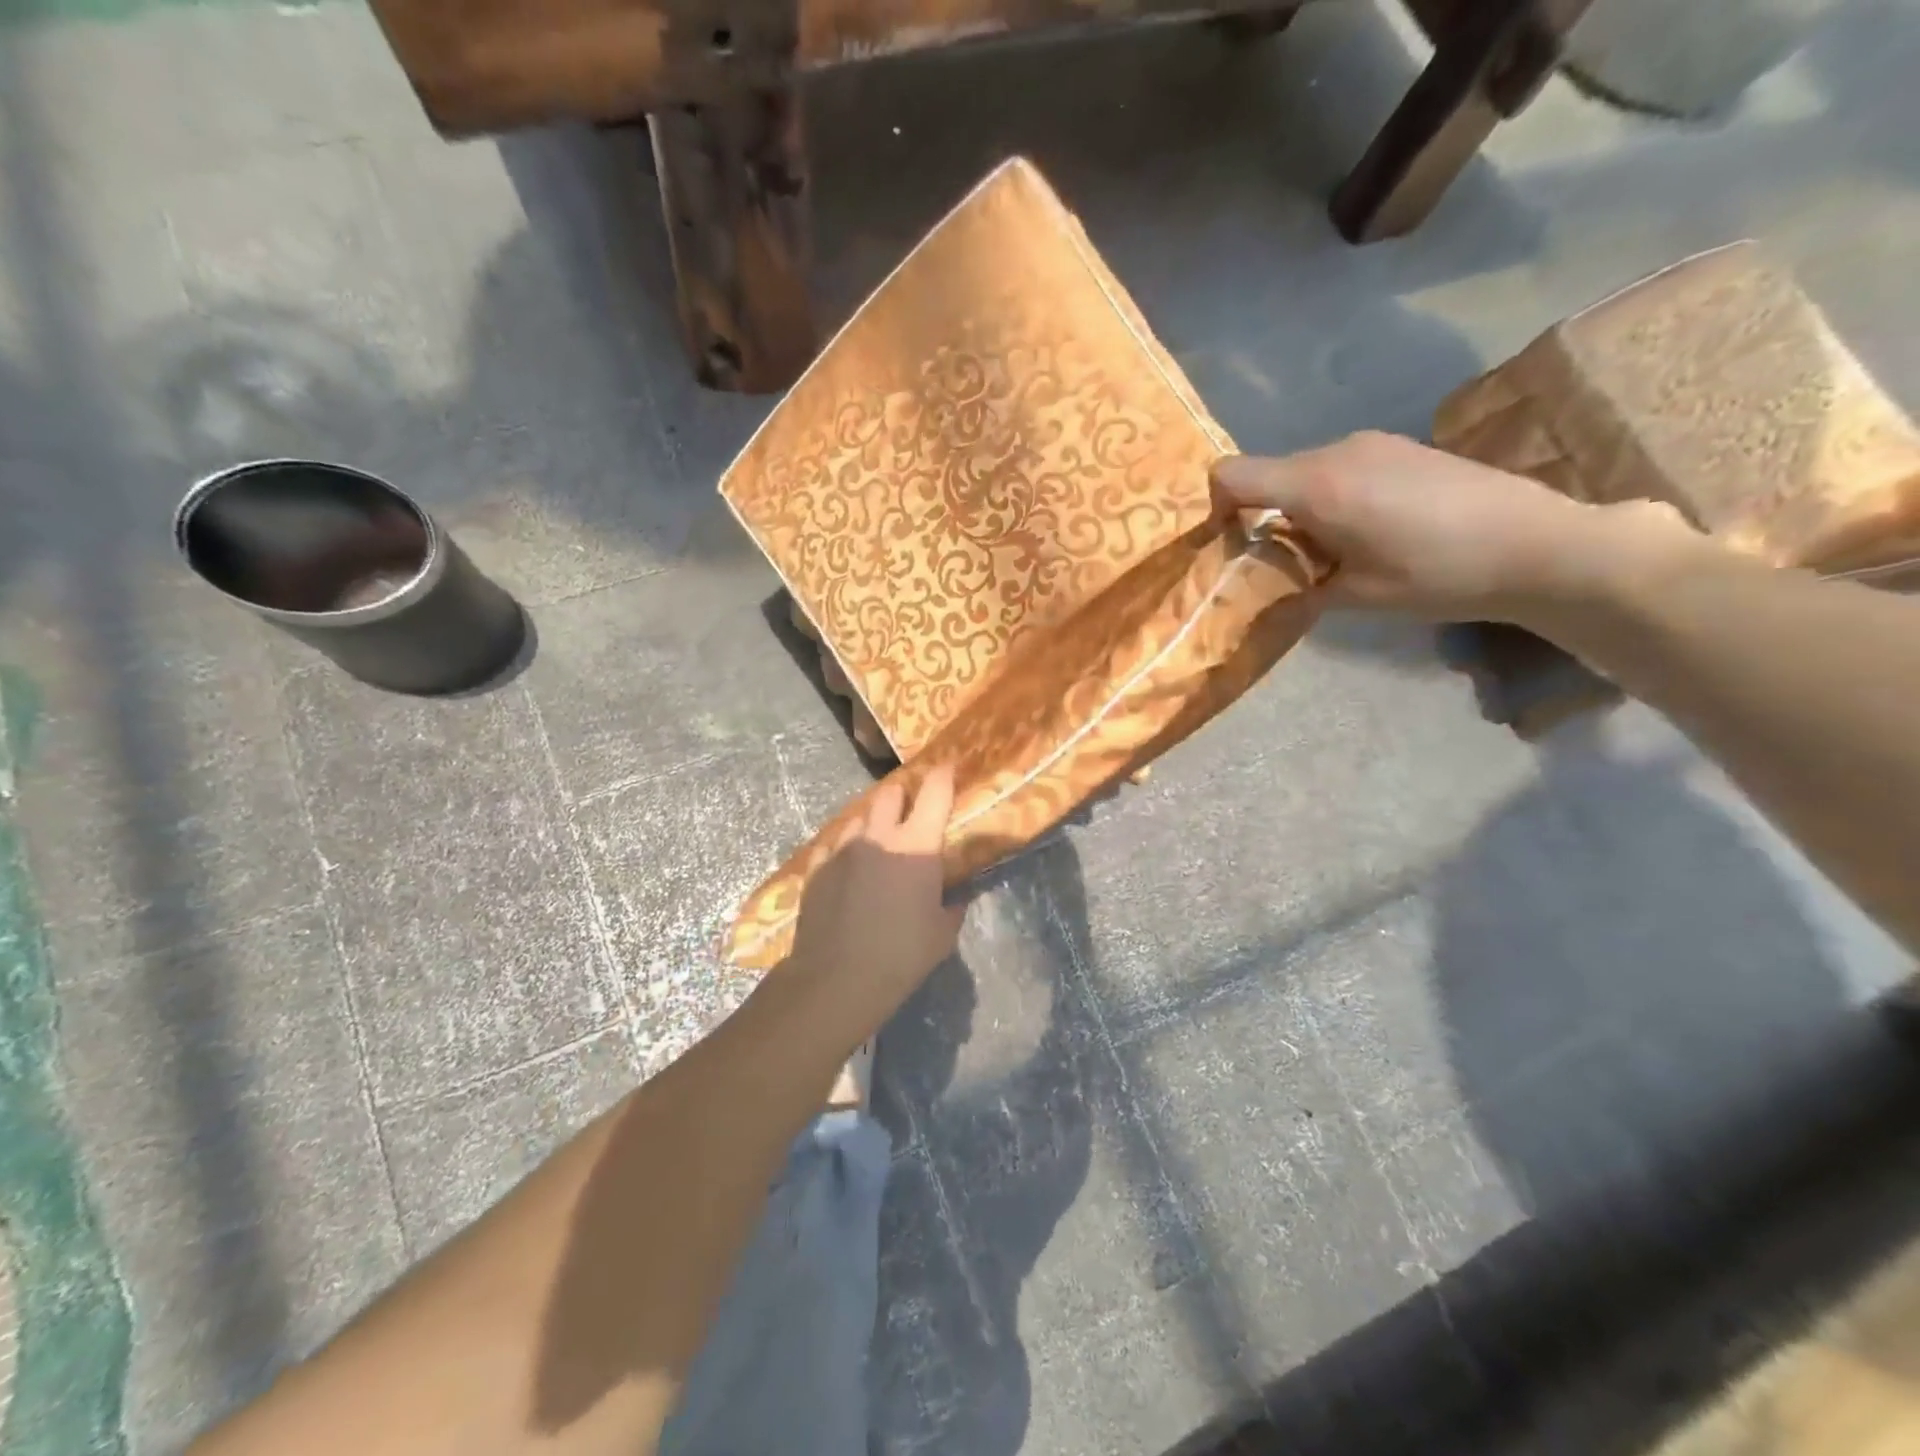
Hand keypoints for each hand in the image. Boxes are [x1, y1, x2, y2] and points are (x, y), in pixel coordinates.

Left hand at [785, 766, 964, 1030]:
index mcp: (917, 845)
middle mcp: (879, 835)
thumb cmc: (901, 955)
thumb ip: (952, 909)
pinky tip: (849, 865)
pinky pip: (835, 843)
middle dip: (903, 795)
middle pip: (890, 794)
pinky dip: (847, 847)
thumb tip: (955, 900)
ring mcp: (843, 848)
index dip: (944, 774)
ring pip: (860, 816)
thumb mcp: (941, 936)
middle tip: (910, 810)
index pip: (935, 792)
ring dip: (874, 821)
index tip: (949, 766)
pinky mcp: (817, 866)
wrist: (837, 978)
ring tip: (879, 840)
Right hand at [1213, 432, 1704, 623]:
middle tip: (1282, 564)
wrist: (1538, 545)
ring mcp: (1371, 444)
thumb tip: (1270, 583)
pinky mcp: (1398, 447)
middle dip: (1261, 517)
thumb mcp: (1355, 596)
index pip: (1233, 475)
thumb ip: (1298, 584)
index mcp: (1318, 486)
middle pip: (1268, 475)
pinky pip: (1337, 468)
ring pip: (1303, 473)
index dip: (1215, 506)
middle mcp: (1337, 451)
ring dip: (1298, 510)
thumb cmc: (1438, 574)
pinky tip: (1367, 532)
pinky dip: (1330, 499)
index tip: (1228, 544)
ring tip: (1331, 553)